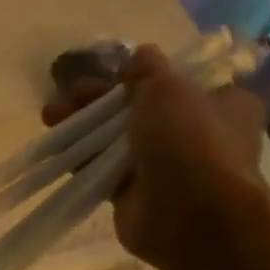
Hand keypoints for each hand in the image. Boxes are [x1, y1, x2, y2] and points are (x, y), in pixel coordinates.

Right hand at [42, 42, 266, 268]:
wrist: (189, 216)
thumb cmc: (189, 141)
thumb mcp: (168, 89)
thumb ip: (148, 71)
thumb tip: (141, 53)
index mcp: (221, 104)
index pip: (177, 83)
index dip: (141, 76)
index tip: (108, 73)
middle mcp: (196, 134)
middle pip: (139, 110)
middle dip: (100, 101)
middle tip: (66, 95)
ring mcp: (164, 167)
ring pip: (117, 140)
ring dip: (84, 127)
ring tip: (49, 117)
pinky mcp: (135, 195)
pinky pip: (103, 172)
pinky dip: (81, 160)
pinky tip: (56, 149)